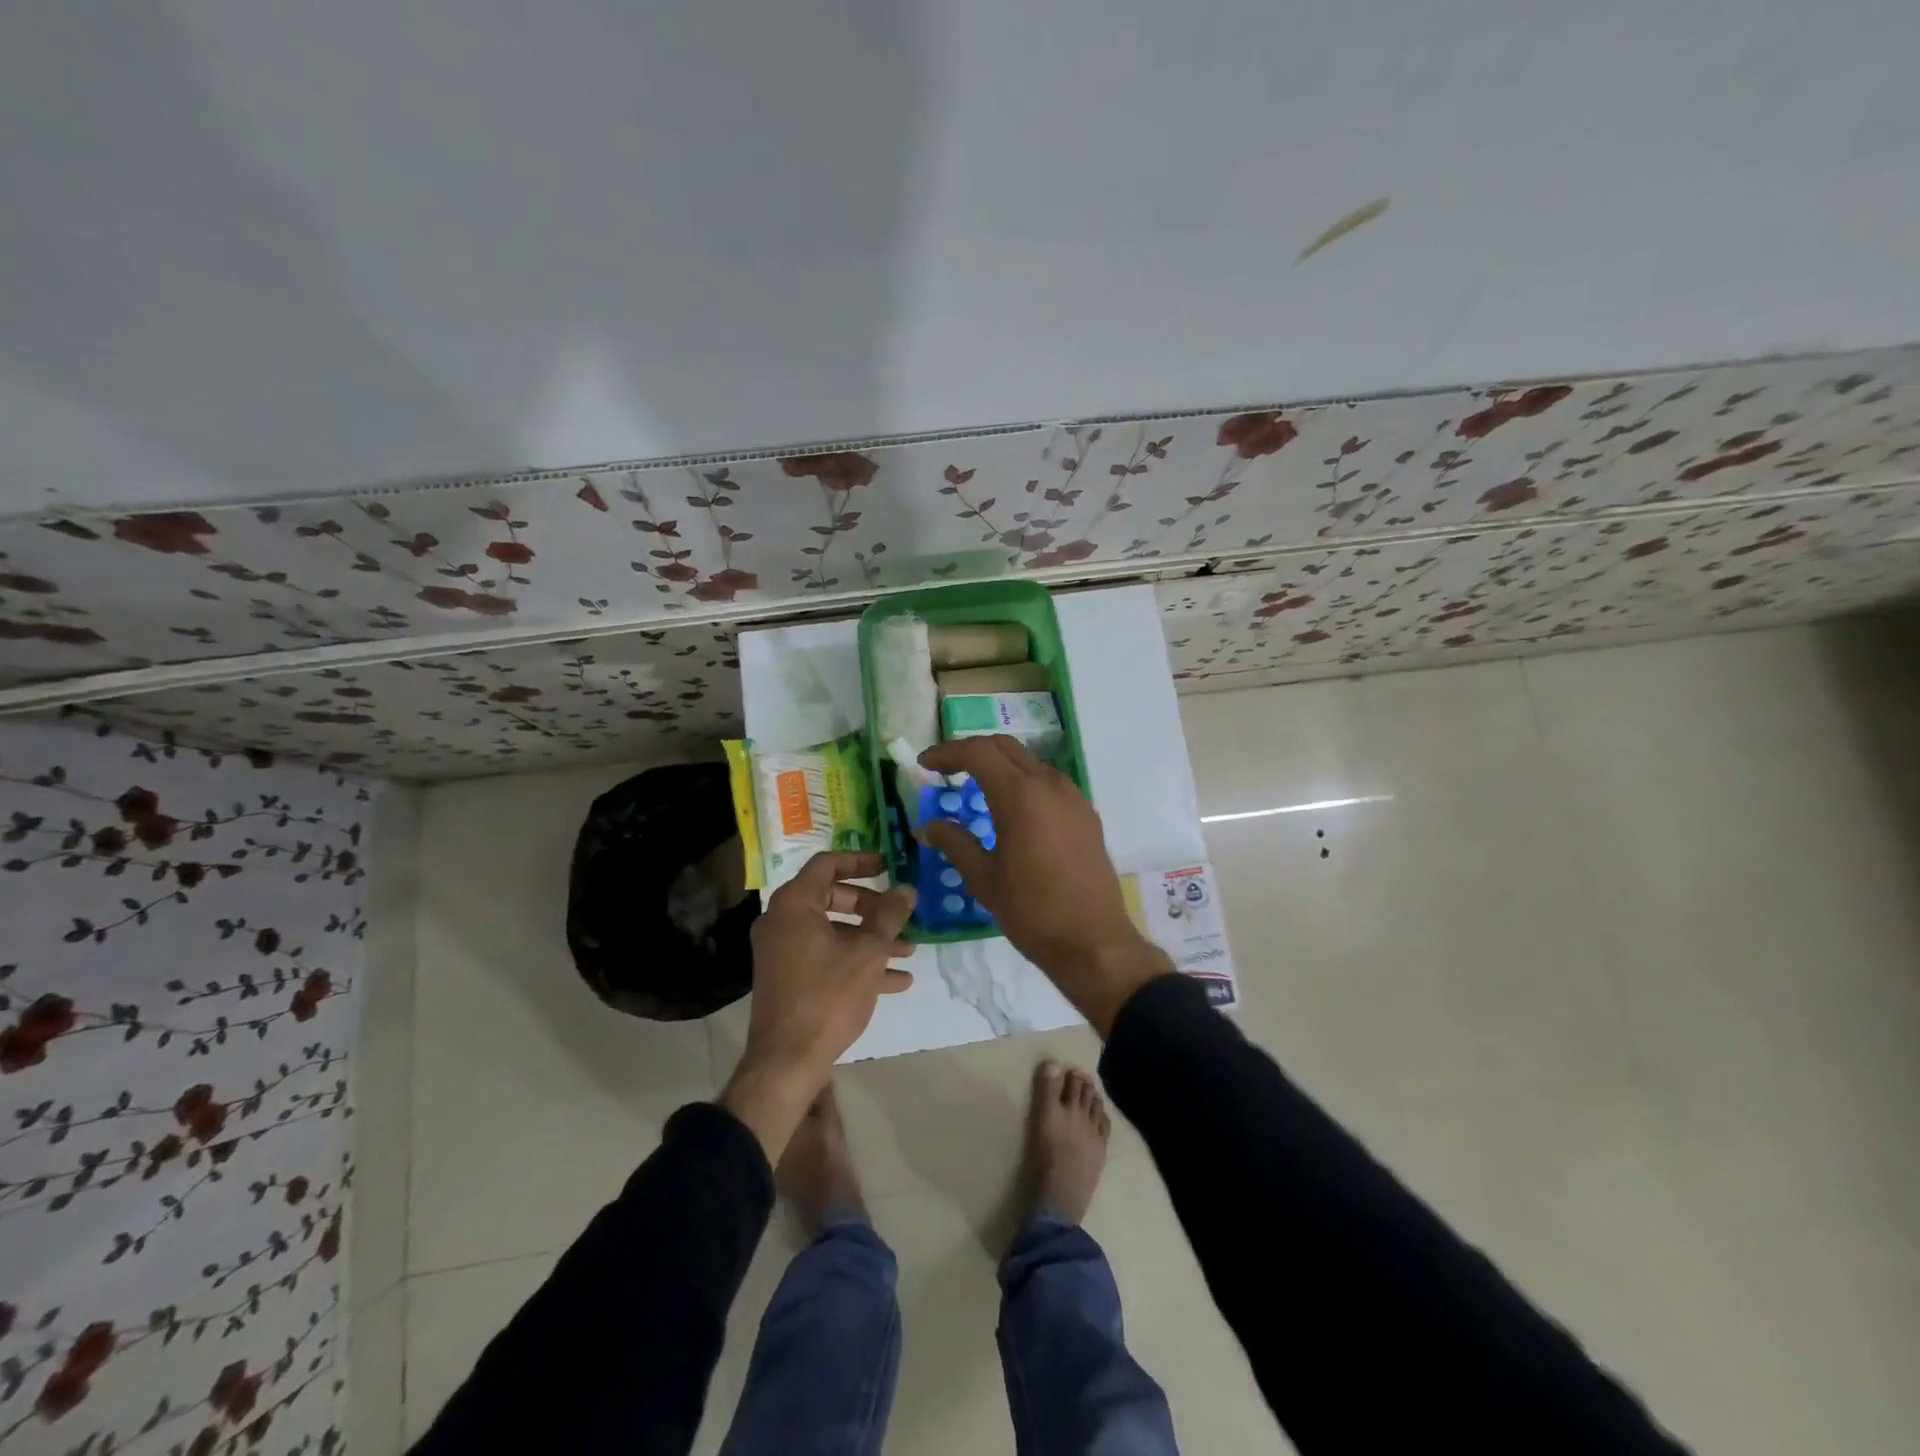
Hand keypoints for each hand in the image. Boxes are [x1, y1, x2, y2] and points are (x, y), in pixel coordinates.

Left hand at [720, 851, 915, 1159]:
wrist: (787, 1060)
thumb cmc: (828, 995)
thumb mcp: (868, 952)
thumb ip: (889, 915)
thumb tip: (906, 889)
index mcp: (795, 903)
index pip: (827, 864)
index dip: (860, 860)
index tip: (888, 866)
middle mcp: (783, 920)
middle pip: (832, 897)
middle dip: (872, 907)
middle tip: (900, 915)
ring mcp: (783, 951)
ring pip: (833, 931)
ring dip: (871, 938)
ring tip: (909, 952)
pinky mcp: (788, 977)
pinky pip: (826, 956)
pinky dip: (856, 961)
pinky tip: (895, 981)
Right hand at [917, 736, 1170, 1034]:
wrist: (1093, 942)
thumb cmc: (1031, 910)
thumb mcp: (984, 878)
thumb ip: (954, 842)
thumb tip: (927, 826)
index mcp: (1020, 795)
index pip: (978, 752)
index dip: (947, 753)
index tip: (924, 764)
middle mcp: (1050, 785)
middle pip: (1005, 748)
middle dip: (972, 751)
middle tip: (946, 769)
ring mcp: (1073, 797)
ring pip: (1030, 762)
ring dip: (1000, 764)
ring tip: (976, 786)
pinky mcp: (1086, 814)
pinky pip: (1049, 782)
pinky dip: (1024, 781)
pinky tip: (1013, 808)